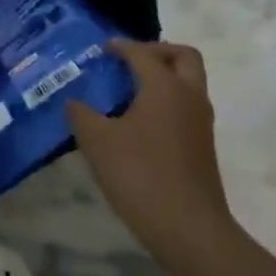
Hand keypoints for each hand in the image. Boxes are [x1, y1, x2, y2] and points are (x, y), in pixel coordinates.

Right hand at [65, 39, 230, 261]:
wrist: (188, 228)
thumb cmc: (140, 174)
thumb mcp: (97, 141)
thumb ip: (82, 115)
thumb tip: (74, 103)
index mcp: (165, 88)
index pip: (144, 54)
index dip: (122, 47)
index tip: (102, 48)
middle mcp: (189, 98)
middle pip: (183, 58)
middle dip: (157, 51)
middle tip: (129, 60)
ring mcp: (200, 123)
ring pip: (188, 83)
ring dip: (163, 77)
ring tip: (127, 90)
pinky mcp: (201, 146)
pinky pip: (185, 107)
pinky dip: (165, 101)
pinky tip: (136, 121)